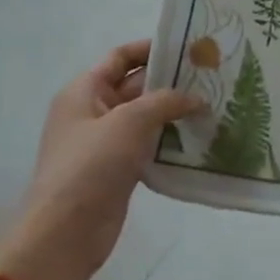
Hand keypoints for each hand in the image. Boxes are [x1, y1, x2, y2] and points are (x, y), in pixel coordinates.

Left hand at [0, 41, 203, 279]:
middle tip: (212, 77)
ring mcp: (106, 143)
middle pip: (136, 85)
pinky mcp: (119, 169)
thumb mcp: (130, 122)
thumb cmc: (91, 165)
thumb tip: (196, 98)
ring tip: (214, 105)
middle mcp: (93, 112)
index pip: (120, 57)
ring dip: (175, 112)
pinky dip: (170, 140)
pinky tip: (199, 139)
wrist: (65, 232)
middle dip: (171, 81)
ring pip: (146, 117)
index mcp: (84, 91)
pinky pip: (149, 145)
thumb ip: (166, 101)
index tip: (189, 47)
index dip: (151, 48)